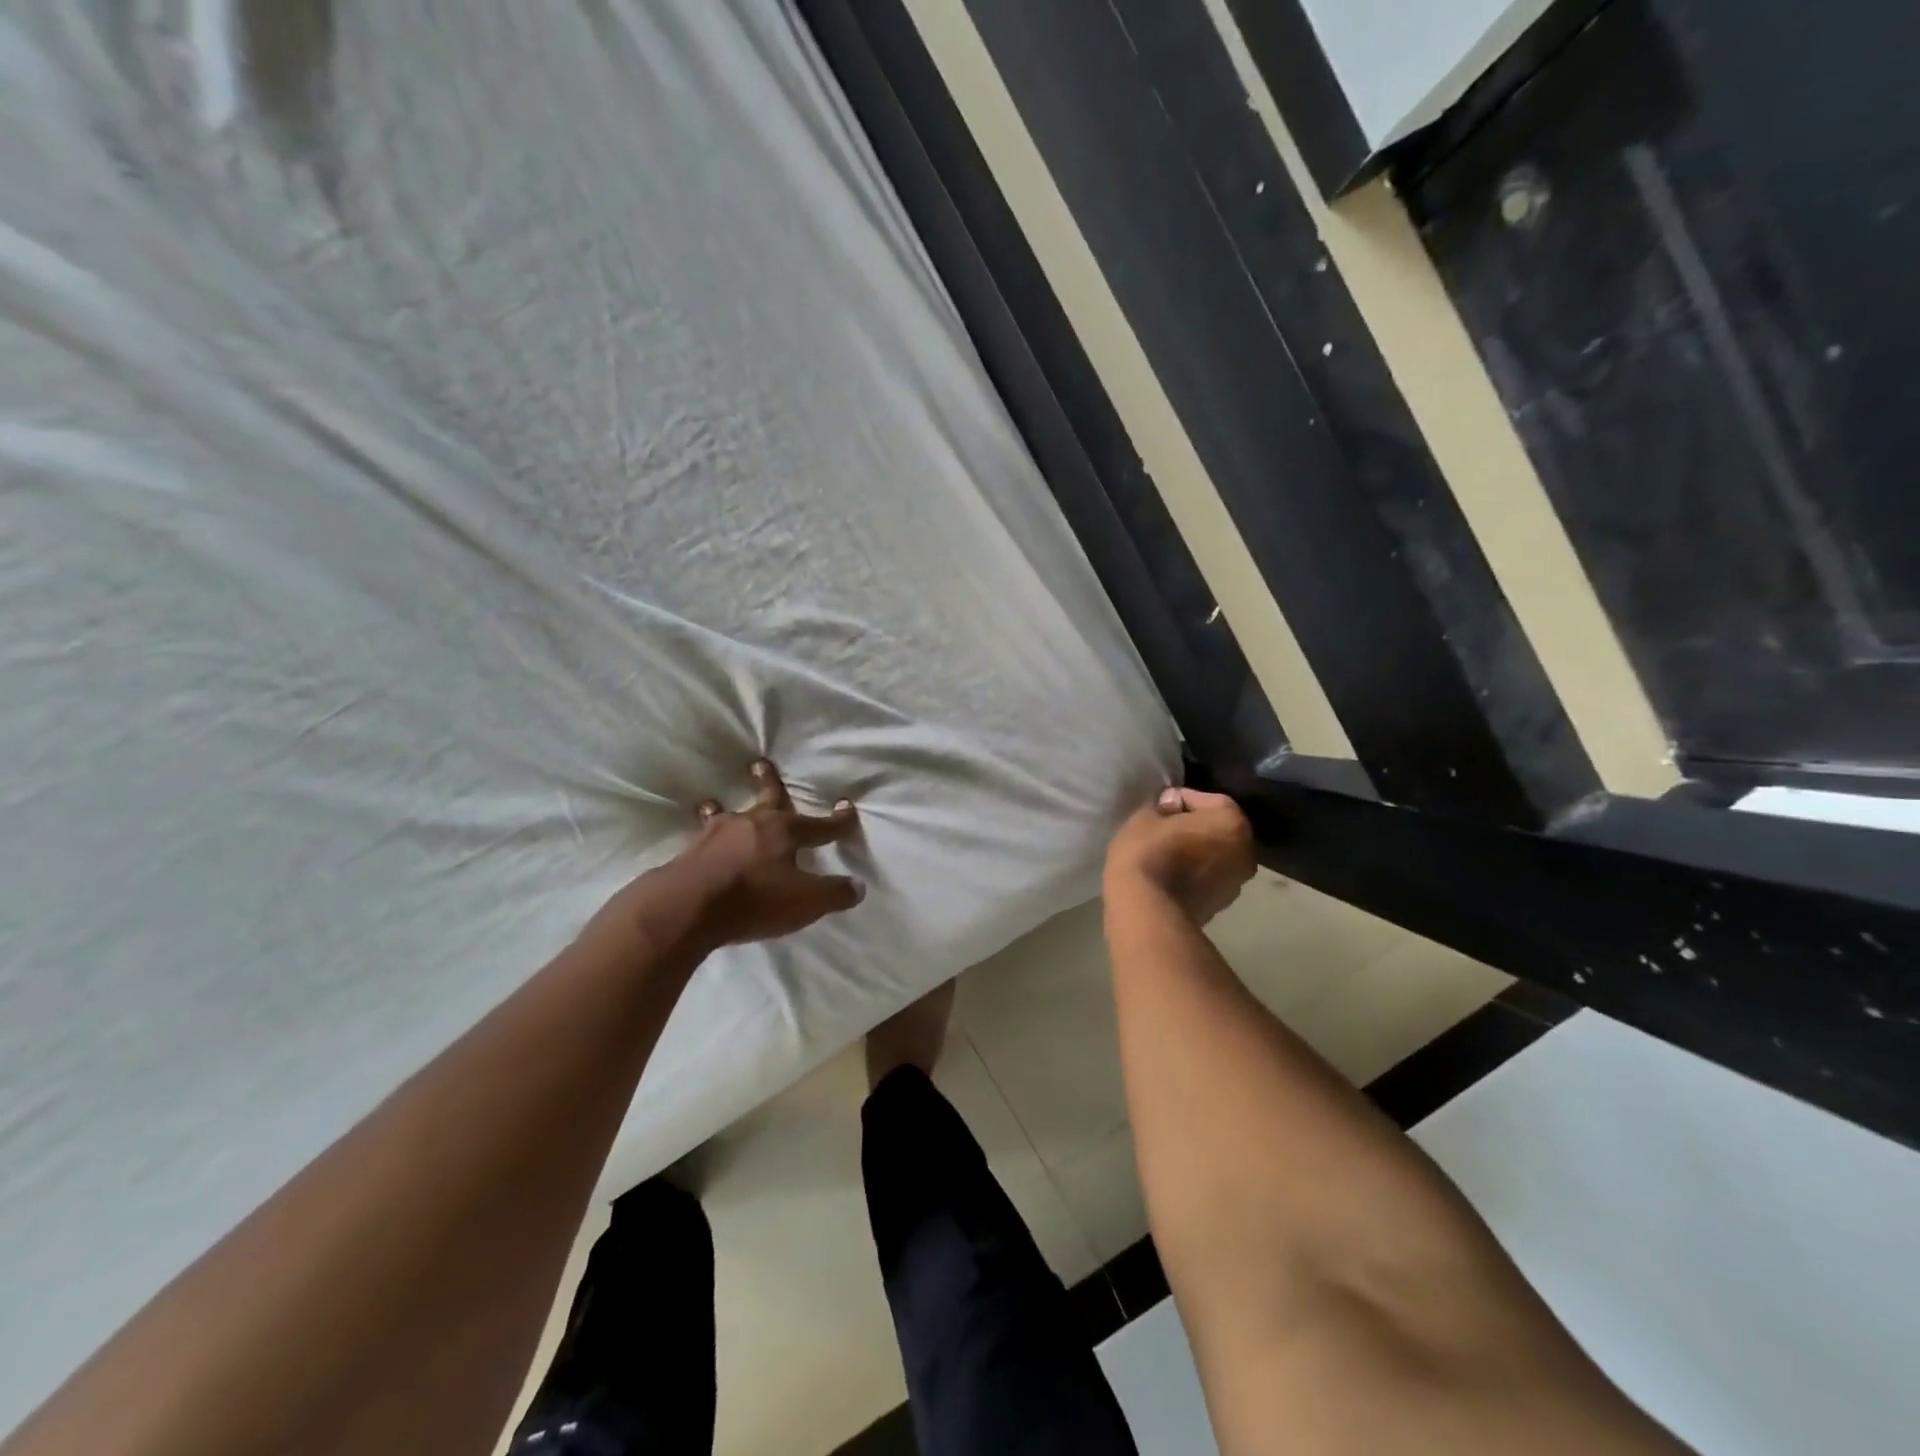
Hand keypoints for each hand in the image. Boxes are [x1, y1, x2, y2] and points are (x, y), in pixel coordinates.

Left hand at [677, 759, 864, 947]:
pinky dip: (704, 833)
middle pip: (767, 798)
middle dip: (770, 782)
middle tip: (761, 764)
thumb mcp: (805, 902)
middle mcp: (754, 824)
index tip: (846, 806)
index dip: (837, 820)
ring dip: (724, 807)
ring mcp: (718, 834)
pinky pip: (703, 835)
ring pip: (728, 814)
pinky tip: (699, 838)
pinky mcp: (691, 850)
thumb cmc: (755, 899)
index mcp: (786, 832)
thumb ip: (833, 894)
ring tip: (714, 802)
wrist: (689, 906)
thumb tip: (857, 887)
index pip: (820, 825)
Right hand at [1105, 787, 1254, 925]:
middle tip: (1163, 828)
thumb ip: (1162, 806)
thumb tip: (1172, 807)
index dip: (1179, 800)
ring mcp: (1236, 883)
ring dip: (1194, 851)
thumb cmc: (1148, 854)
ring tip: (1165, 853)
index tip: (1159, 807)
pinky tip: (1168, 875)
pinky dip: (1193, 873)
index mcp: (1232, 822)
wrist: (1148, 912)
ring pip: (1213, 856)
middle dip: (1192, 826)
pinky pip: (1207, 878)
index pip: (1206, 800)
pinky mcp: (1221, 906)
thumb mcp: (1145, 818)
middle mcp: (1245, 851)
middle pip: (1216, 829)